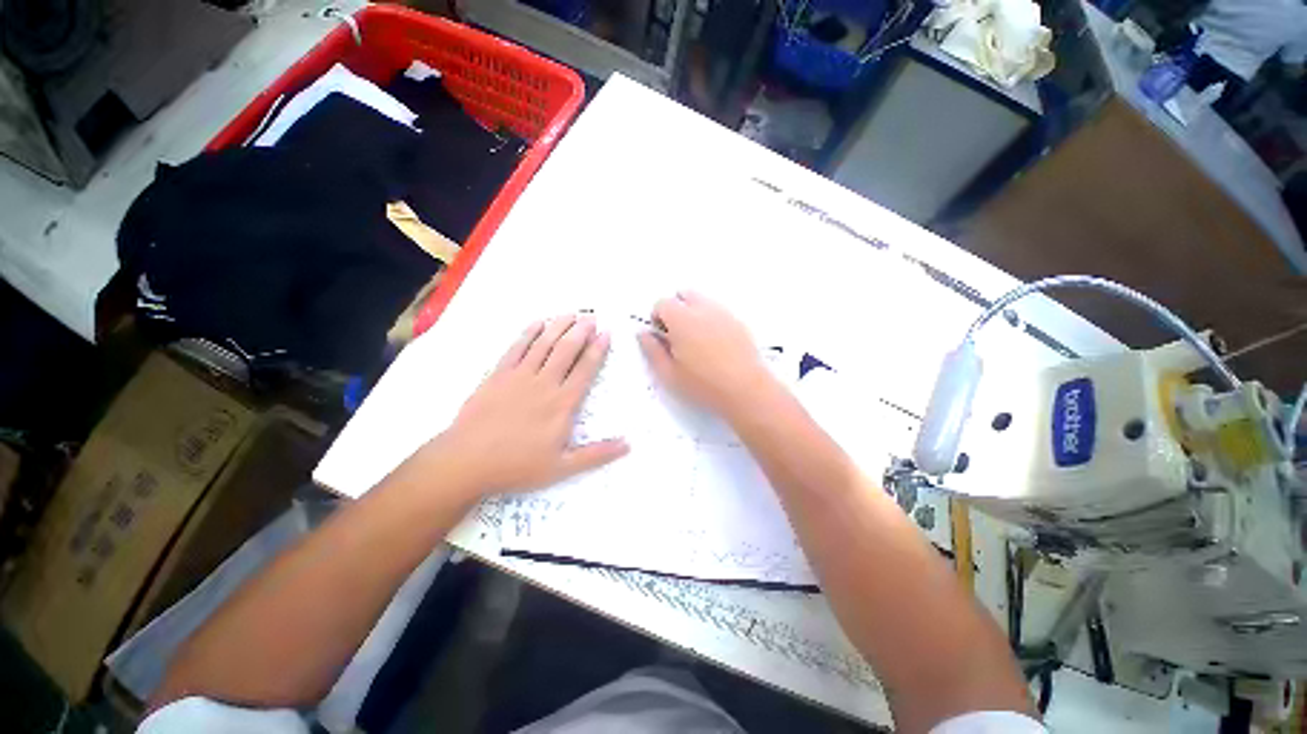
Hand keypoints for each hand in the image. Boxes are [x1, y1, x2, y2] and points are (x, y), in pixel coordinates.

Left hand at [430, 314, 628, 496]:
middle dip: (581, 331)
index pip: (585, 369)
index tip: (606, 333)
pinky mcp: (498, 375)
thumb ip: (596, 454)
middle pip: (566, 350)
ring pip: (544, 344)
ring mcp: (519, 376)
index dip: (598, 349)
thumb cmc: (517, 466)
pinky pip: (516, 348)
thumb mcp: (562, 467)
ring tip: (571, 314)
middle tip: (591, 317)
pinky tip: (537, 323)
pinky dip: (528, 333)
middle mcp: (544, 383)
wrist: (466, 461)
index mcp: (562, 403)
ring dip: (559, 327)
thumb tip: (628, 446)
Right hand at [638, 291, 774, 416]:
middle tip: (677, 335)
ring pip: (703, 301)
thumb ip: (652, 350)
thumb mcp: (668, 374)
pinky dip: (711, 320)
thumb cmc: (703, 385)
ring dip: (694, 313)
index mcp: (681, 320)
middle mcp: (702, 309)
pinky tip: (714, 344)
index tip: (662, 336)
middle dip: (676, 309)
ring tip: (696, 341)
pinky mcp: (738, 322)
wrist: (745, 390)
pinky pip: (719, 312)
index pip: (662, 303)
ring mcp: (723, 314)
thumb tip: (644, 334)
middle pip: (684, 294)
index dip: (657, 318)